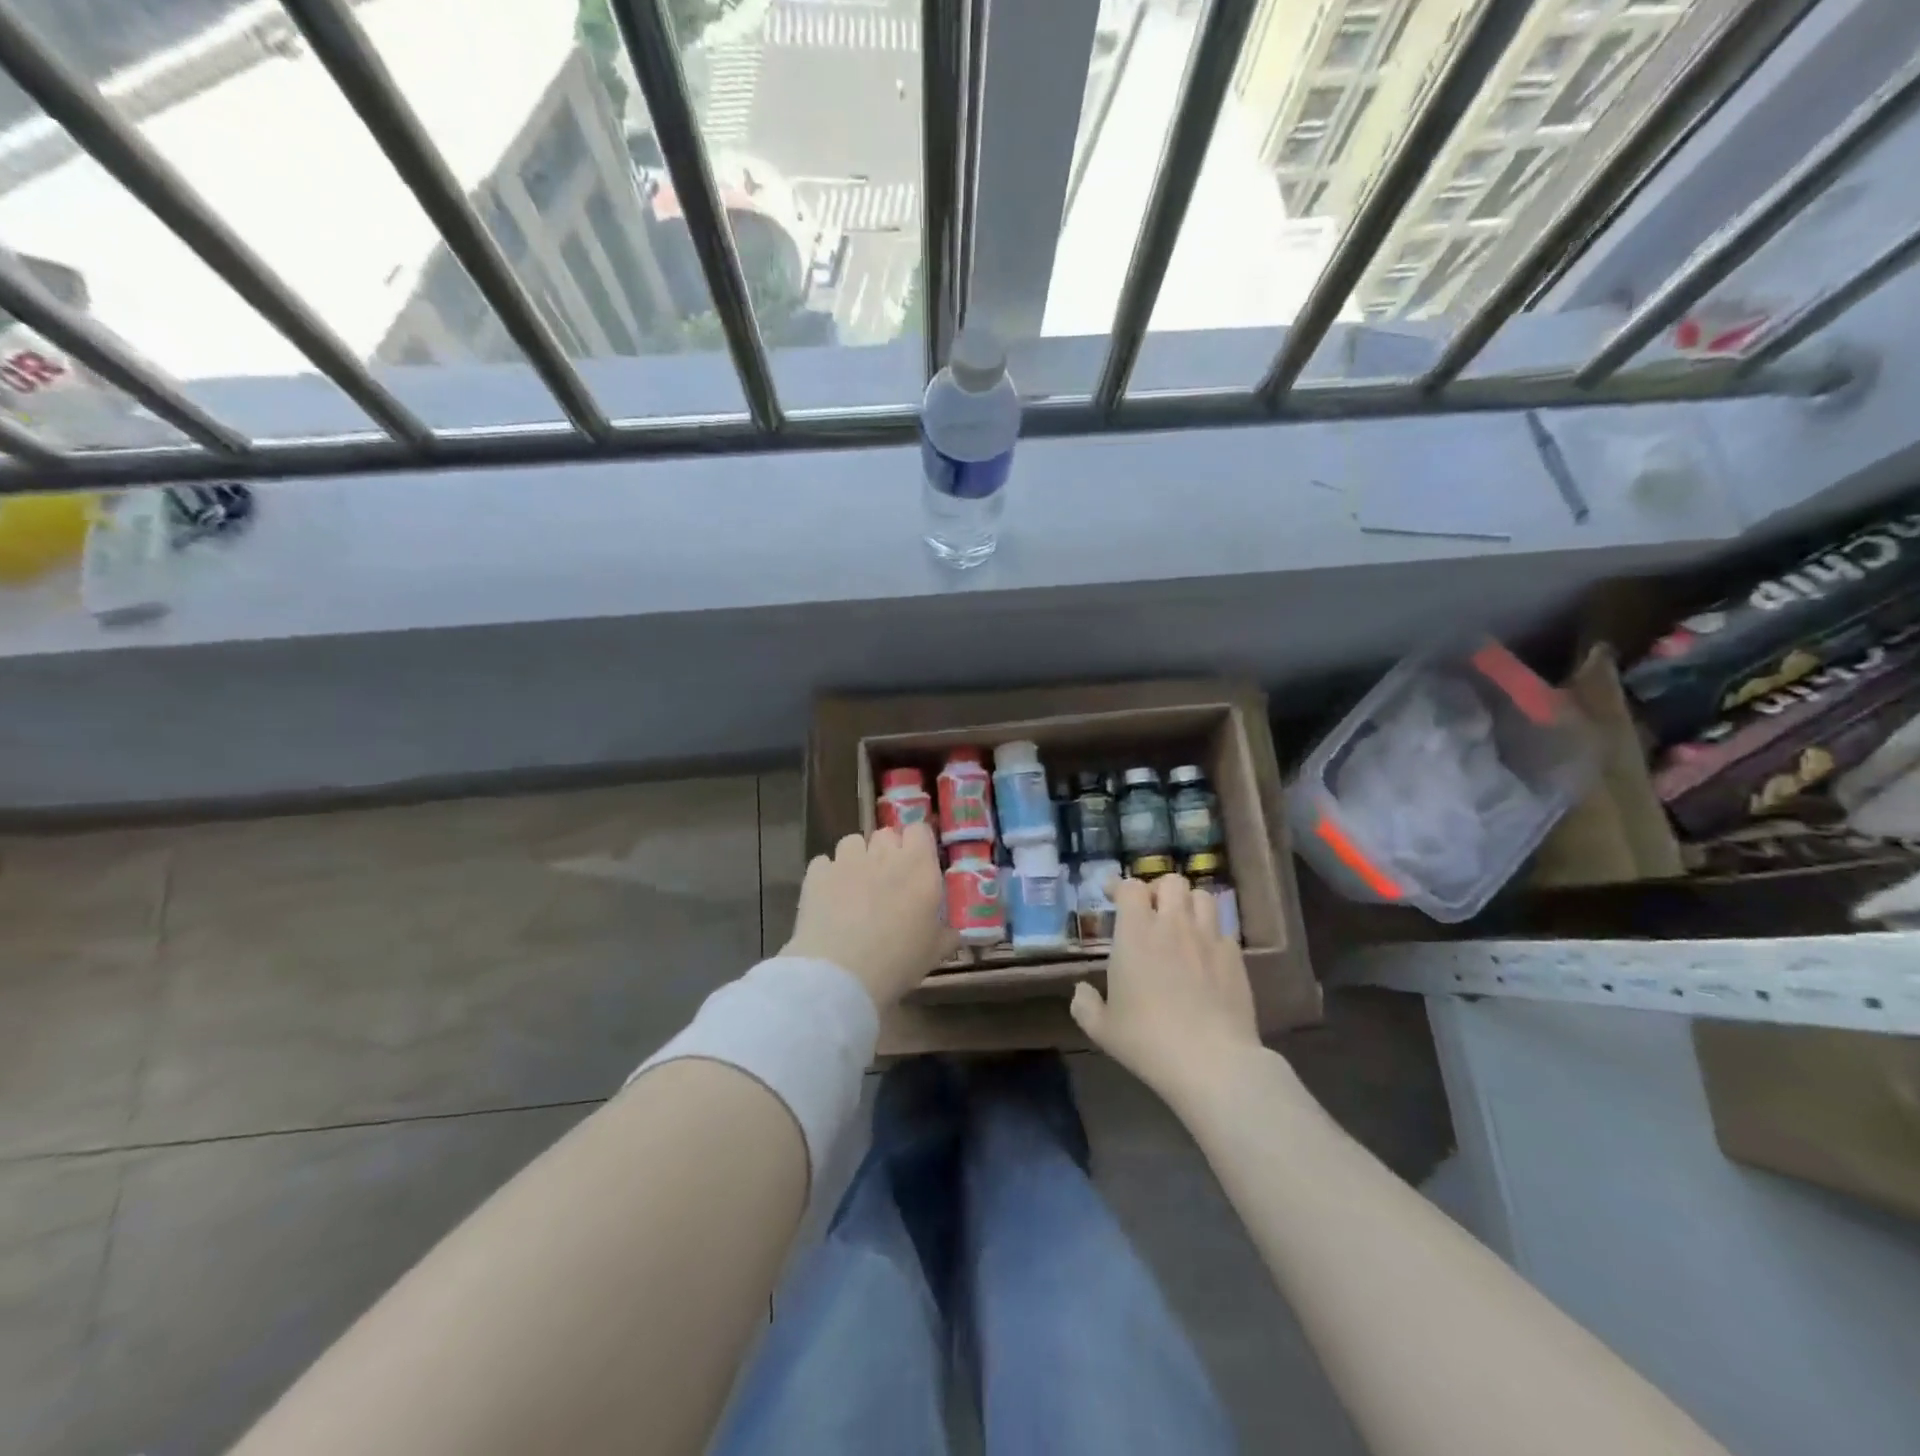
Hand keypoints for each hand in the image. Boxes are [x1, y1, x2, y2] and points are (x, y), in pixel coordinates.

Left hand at [782, 824, 953, 1009]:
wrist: (843, 973)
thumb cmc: (899, 961)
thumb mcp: (934, 952)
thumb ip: (946, 935)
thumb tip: (954, 933)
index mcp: (919, 866)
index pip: (920, 830)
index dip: (917, 843)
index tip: (916, 863)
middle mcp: (884, 854)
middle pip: (886, 834)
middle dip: (886, 851)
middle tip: (886, 880)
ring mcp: (847, 861)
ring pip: (852, 842)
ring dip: (856, 857)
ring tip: (854, 885)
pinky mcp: (817, 874)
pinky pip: (823, 863)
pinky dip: (826, 875)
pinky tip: (827, 898)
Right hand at [1070, 874, 1260, 1112]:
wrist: (1212, 1062)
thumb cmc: (1148, 1040)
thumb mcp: (1102, 1029)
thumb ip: (1085, 1004)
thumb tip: (1081, 990)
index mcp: (1136, 932)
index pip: (1130, 887)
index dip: (1119, 886)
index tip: (1111, 895)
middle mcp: (1173, 924)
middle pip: (1171, 882)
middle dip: (1159, 890)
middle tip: (1150, 909)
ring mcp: (1208, 938)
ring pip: (1202, 897)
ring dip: (1188, 904)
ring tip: (1181, 923)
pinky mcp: (1235, 957)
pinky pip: (1223, 930)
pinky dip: (1211, 933)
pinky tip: (1205, 954)